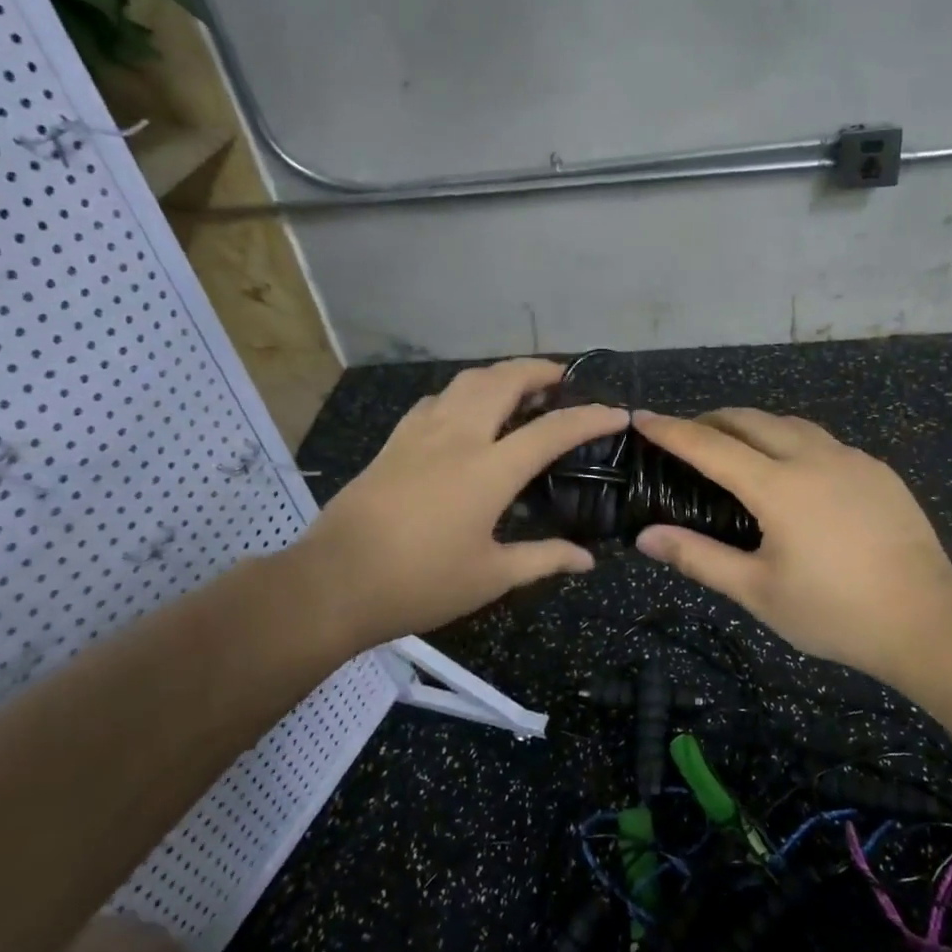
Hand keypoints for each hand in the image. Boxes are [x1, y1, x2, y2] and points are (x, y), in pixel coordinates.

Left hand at [290, 359, 627, 657]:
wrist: (334, 581)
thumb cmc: (419, 583)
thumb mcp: (490, 577)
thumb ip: (543, 559)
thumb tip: (587, 559)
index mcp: (488, 470)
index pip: (551, 430)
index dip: (589, 418)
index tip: (616, 413)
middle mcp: (458, 437)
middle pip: (503, 380)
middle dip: (539, 369)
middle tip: (561, 378)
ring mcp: (421, 433)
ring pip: (466, 381)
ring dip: (500, 374)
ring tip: (519, 387)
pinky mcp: (395, 441)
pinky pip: (437, 399)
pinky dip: (464, 392)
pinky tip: (466, 411)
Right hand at [631, 409, 951, 681]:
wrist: (927, 619)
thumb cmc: (834, 611)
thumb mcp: (758, 592)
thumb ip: (699, 558)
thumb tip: (646, 537)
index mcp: (777, 485)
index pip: (709, 445)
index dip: (671, 430)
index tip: (642, 417)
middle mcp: (812, 457)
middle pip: (750, 419)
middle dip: (711, 420)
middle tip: (687, 436)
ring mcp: (850, 458)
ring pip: (789, 424)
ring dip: (753, 426)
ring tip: (735, 448)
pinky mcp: (877, 470)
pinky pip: (822, 441)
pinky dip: (791, 442)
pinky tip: (794, 472)